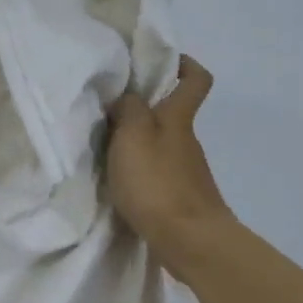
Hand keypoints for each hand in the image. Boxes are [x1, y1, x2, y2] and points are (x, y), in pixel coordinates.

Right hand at [105, 56, 233, 275]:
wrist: (189, 240)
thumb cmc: (158, 182)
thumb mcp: (133, 135)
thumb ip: (128, 109)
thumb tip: (127, 98)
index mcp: (179, 119)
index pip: (196, 80)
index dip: (185, 65)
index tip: (163, 62)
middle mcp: (187, 141)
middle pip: (172, 115)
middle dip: (145, 111)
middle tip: (109, 114)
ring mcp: (187, 173)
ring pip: (163, 147)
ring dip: (139, 146)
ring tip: (106, 153)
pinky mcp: (182, 200)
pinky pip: (159, 175)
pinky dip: (142, 175)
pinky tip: (121, 185)